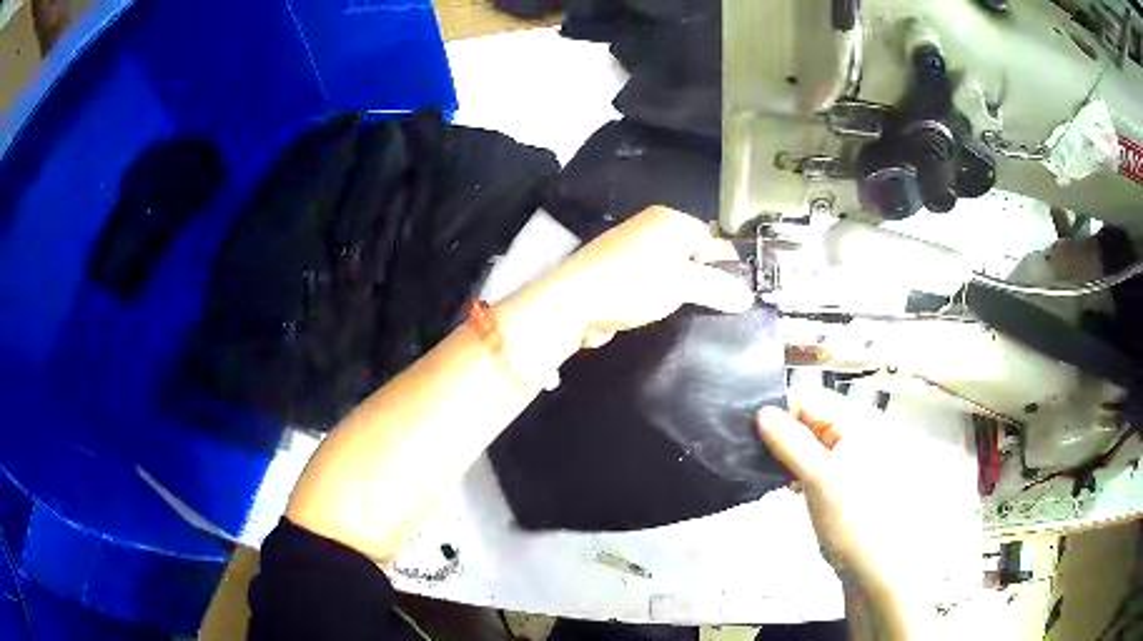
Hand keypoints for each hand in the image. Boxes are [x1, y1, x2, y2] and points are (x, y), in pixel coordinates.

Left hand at [520, 206, 754, 348]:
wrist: (573, 303)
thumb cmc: (633, 284)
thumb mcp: (683, 284)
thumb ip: (719, 288)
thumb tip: (748, 296)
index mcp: (670, 220)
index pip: (712, 237)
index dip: (727, 264)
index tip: (741, 294)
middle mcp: (652, 228)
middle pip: (694, 252)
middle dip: (708, 278)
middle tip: (724, 307)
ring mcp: (633, 250)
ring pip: (674, 270)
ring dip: (686, 291)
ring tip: (701, 314)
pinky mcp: (620, 273)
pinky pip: (654, 282)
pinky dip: (665, 296)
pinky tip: (671, 315)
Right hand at [757, 387, 980, 637]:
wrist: (872, 565)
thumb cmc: (850, 517)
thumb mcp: (818, 477)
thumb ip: (789, 441)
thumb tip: (761, 412)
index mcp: (856, 421)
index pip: (810, 398)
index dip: (779, 411)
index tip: (750, 433)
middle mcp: (856, 431)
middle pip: (810, 417)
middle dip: (782, 434)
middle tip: (756, 456)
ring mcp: (851, 455)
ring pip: (810, 441)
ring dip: (789, 454)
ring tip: (769, 473)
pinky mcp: (844, 477)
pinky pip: (816, 460)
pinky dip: (799, 468)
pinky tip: (788, 485)